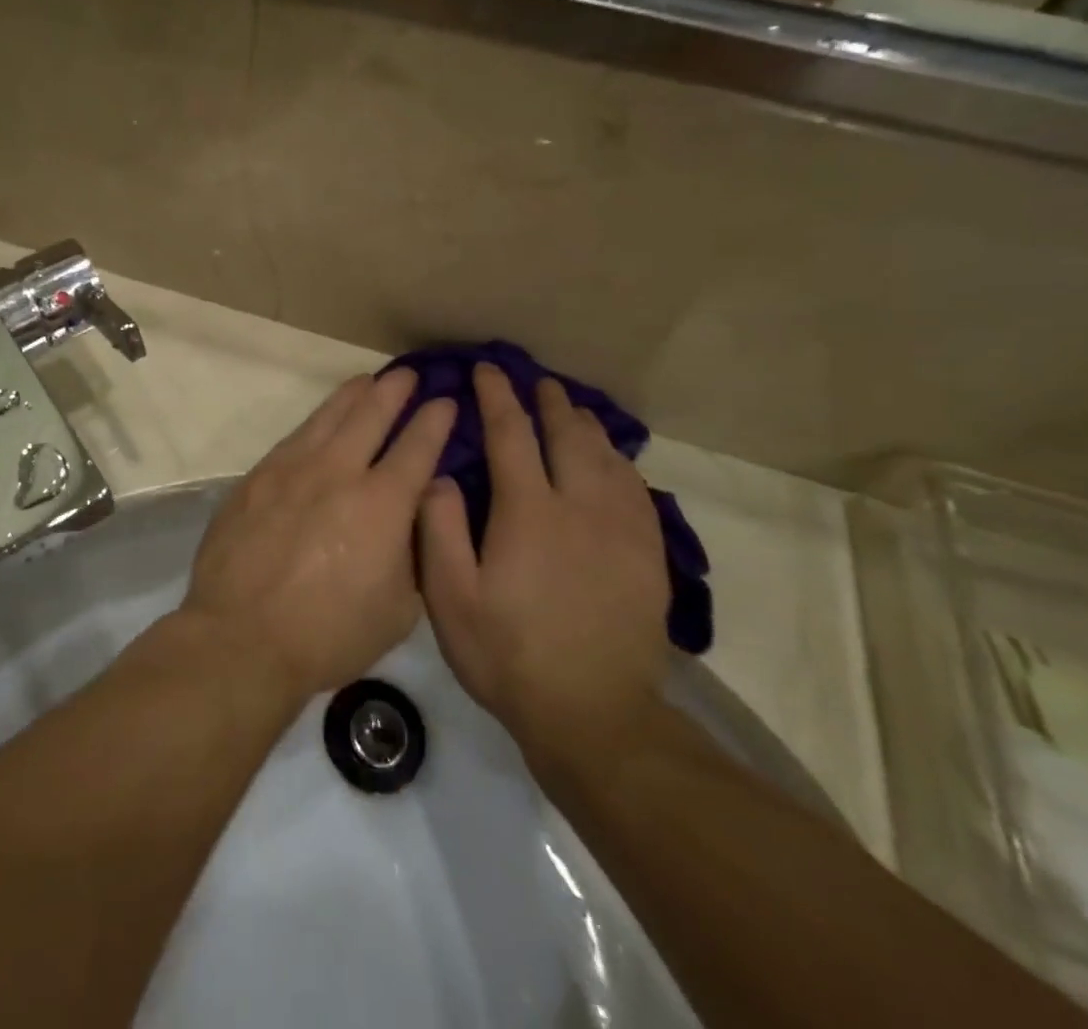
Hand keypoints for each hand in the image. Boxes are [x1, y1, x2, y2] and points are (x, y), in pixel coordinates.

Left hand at [181, 371, 457, 697]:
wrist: (243, 636)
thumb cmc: (330, 633)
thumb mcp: (398, 608)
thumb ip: (413, 553)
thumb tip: (413, 513)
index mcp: (382, 503)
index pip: (418, 446)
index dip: (435, 420)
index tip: (446, 402)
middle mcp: (339, 472)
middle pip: (371, 414)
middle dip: (394, 390)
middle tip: (407, 375)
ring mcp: (293, 469)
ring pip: (329, 417)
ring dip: (352, 395)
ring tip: (367, 381)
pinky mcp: (258, 477)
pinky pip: (295, 437)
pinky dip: (316, 422)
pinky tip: (320, 420)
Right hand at [418, 363, 668, 762]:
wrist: (594, 715)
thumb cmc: (509, 655)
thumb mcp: (451, 598)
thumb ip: (439, 530)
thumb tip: (439, 475)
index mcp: (528, 511)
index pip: (510, 434)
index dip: (496, 397)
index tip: (487, 371)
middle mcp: (579, 506)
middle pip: (567, 435)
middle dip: (549, 402)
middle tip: (537, 382)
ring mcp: (621, 530)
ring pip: (606, 457)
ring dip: (586, 426)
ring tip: (573, 410)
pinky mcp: (647, 555)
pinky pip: (637, 490)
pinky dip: (620, 463)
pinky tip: (613, 462)